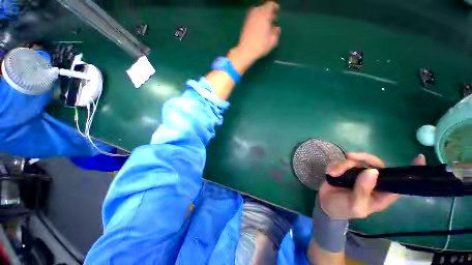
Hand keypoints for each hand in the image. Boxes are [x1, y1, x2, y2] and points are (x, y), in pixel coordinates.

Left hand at [228, 2, 280, 71]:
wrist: (245, 51)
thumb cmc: (261, 46)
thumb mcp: (273, 40)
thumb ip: (276, 32)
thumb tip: (276, 28)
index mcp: (264, 14)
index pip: (270, 5)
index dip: (275, 8)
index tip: (277, 12)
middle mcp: (256, 13)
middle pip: (263, 8)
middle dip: (268, 12)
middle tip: (272, 19)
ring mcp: (249, 18)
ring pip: (257, 12)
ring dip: (262, 16)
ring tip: (265, 25)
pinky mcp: (244, 25)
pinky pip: (252, 18)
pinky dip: (256, 20)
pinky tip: (258, 29)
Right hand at [318, 153, 425, 218]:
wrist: (324, 203)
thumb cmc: (343, 209)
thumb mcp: (355, 205)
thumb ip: (363, 190)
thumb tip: (373, 171)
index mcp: (381, 194)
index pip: (400, 183)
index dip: (411, 172)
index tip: (419, 158)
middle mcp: (373, 182)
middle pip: (376, 164)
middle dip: (364, 158)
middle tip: (350, 157)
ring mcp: (358, 175)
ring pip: (357, 161)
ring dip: (342, 165)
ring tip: (333, 173)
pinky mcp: (345, 170)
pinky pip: (342, 162)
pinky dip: (335, 165)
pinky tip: (330, 173)